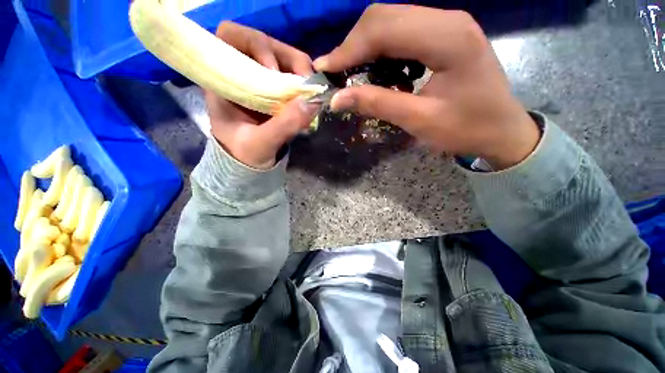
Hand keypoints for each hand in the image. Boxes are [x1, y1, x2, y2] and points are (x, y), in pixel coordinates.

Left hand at [207, 22, 318, 168]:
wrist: (250, 162)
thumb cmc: (245, 153)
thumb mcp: (261, 144)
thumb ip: (283, 126)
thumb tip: (312, 103)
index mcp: (224, 80)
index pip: (231, 37)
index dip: (255, 44)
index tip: (274, 71)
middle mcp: (242, 72)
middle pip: (264, 43)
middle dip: (288, 58)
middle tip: (306, 82)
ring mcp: (262, 80)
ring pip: (283, 58)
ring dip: (301, 71)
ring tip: (311, 93)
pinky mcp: (277, 90)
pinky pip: (293, 76)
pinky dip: (305, 84)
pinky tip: (310, 99)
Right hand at [313, 5, 539, 168]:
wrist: (502, 130)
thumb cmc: (466, 129)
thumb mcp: (419, 120)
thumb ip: (377, 104)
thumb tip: (338, 98)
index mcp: (447, 38)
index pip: (384, 29)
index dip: (348, 49)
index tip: (324, 70)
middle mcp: (447, 20)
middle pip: (385, 16)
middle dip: (353, 45)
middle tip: (336, 74)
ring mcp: (447, 24)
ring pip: (391, 21)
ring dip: (366, 47)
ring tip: (352, 74)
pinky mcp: (444, 35)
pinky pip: (402, 32)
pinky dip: (381, 50)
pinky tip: (377, 71)